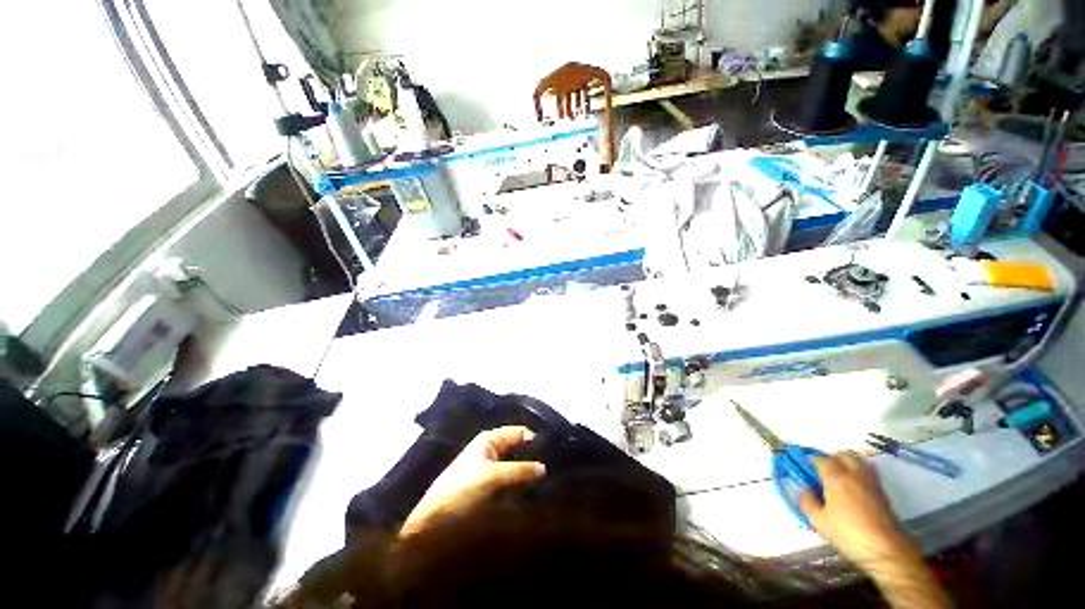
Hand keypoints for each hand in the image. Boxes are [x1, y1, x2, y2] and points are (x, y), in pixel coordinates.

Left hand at [401, 426, 545, 535]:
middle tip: (555, 471)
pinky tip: (535, 495)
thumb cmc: (461, 492)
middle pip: (519, 449)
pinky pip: (512, 483)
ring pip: (517, 467)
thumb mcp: (492, 477)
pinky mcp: (490, 490)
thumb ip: (520, 470)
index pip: (520, 432)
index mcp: (490, 440)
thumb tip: (545, 468)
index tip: (554, 454)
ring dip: (529, 474)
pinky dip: (522, 486)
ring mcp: (491, 471)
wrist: (432, 526)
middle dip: (534, 459)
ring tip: (550, 484)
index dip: (536, 441)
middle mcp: (492, 451)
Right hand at [797, 453, 918, 567]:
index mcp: (835, 477)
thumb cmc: (848, 534)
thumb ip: (807, 502)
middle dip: (830, 458)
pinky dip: (860, 471)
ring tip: (839, 475)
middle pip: (841, 454)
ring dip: (847, 462)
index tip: (802, 466)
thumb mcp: (819, 522)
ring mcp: (870, 481)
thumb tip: (802, 488)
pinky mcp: (882, 491)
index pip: (819, 459)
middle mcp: (853, 473)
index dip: (809, 460)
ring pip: (858, 460)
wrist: (886, 549)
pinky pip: (869, 471)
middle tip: (821, 470)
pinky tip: (855, 484)